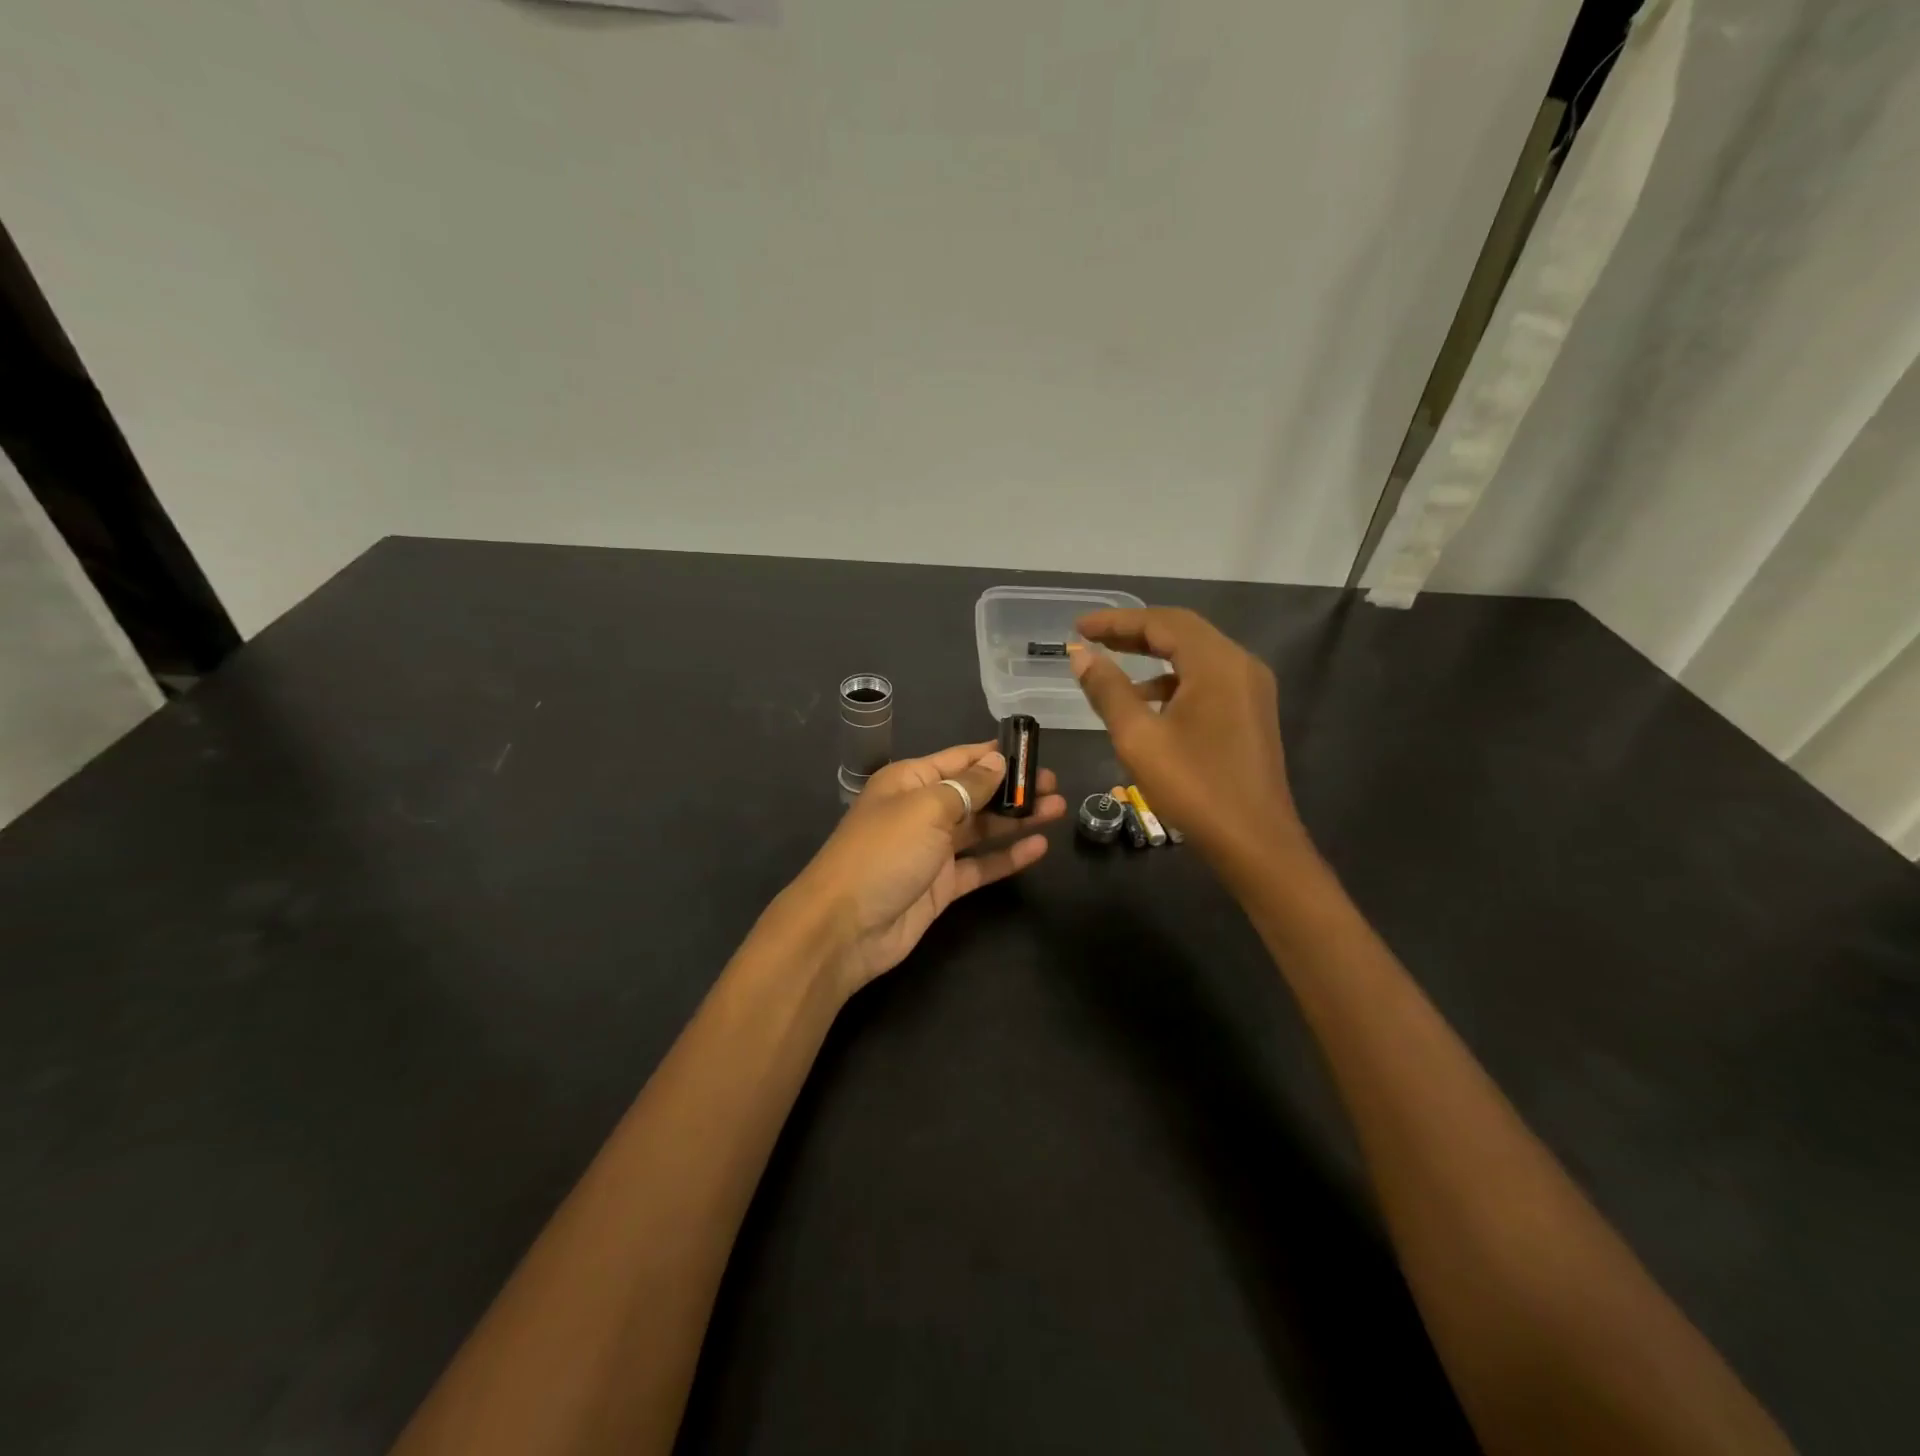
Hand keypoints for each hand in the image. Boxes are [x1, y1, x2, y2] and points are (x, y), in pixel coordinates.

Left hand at [782, 742, 1066, 995]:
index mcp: (909, 782)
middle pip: (975, 793)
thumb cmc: (884, 853)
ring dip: (1018, 819)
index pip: (959, 759)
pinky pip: (981, 866)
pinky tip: (1039, 847)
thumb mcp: (927, 808)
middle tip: (1055, 785)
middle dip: (1013, 788)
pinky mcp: (942, 886)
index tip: (1033, 750)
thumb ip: (968, 787)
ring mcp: (932, 850)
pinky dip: (1008, 857)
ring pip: (982, 829)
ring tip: (1059, 809)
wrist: (845, 927)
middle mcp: (922, 811)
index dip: (995, 754)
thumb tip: (996, 761)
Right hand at [1068, 607, 1307, 866]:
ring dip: (1152, 655)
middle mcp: (1240, 665)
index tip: (1079, 626)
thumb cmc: (1194, 787)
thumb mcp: (1139, 738)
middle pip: (1182, 632)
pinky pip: (1207, 680)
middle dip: (1134, 632)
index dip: (1117, 621)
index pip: (1162, 623)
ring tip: (1110, 665)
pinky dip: (1172, 680)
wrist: (1255, 843)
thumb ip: (1108, 690)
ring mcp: (1250, 689)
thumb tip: (1082, 655)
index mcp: (1217, 664)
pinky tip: (1145, 701)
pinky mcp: (1250, 713)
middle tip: (1091, 637)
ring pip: (1195, 656)